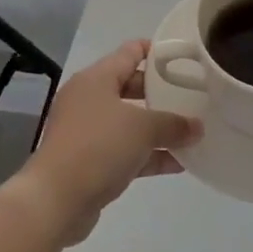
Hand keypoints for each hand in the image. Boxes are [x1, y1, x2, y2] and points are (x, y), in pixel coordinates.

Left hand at [18, 40, 200, 244]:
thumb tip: (197, 128)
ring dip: (158, 129)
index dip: (156, 51)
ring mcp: (87, 132)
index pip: (130, 52)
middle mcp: (89, 100)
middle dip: (161, 94)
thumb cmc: (98, 147)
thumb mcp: (142, 128)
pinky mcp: (90, 162)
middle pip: (131, 87)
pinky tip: (178, 163)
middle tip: (192, 96)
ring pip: (129, 123)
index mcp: (96, 79)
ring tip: (192, 132)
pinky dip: (149, 155)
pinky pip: (126, 151)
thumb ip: (173, 124)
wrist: (55, 200)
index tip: (183, 57)